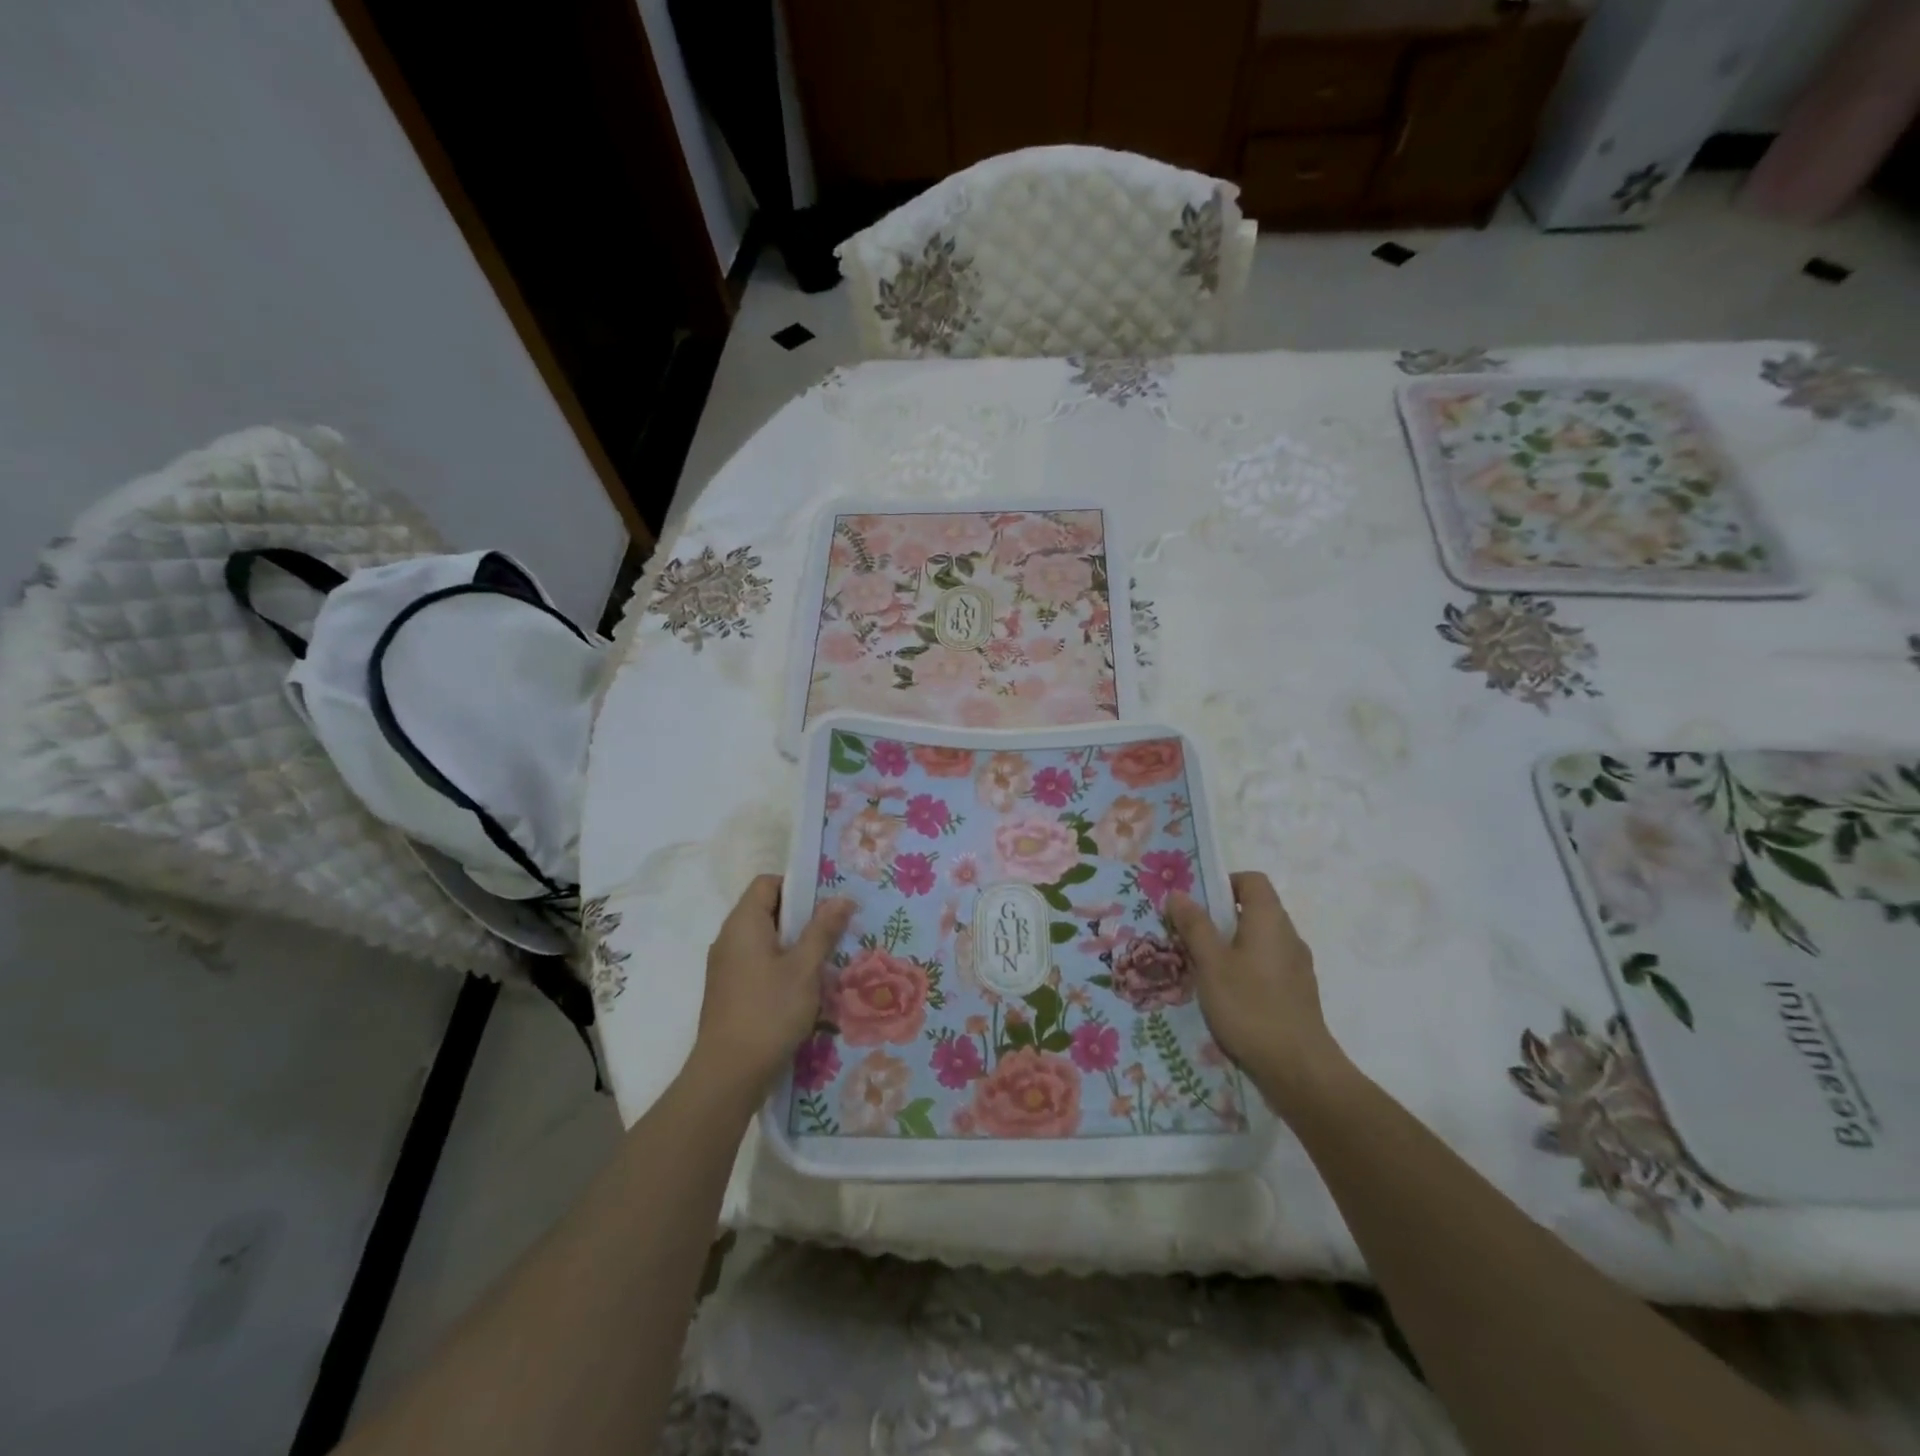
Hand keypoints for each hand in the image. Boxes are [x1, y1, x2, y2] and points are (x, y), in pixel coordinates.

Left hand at [693, 875, 853, 1097]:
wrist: (728, 1074)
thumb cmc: (769, 1011)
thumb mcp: (805, 968)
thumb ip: (823, 930)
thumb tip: (842, 898)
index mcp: (743, 923)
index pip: (767, 882)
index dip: (797, 885)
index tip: (826, 902)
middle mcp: (729, 938)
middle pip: (766, 909)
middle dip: (801, 916)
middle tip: (834, 929)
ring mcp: (726, 966)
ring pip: (764, 939)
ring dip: (794, 943)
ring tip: (825, 957)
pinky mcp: (729, 991)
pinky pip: (757, 962)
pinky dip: (780, 964)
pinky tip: (804, 986)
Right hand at [1165, 872, 1344, 1103]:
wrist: (1299, 1070)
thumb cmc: (1250, 1007)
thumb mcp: (1211, 964)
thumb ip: (1195, 926)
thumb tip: (1179, 894)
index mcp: (1270, 920)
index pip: (1252, 880)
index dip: (1224, 883)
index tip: (1196, 903)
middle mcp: (1288, 936)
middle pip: (1254, 910)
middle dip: (1220, 917)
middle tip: (1188, 935)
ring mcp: (1296, 967)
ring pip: (1259, 940)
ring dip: (1230, 945)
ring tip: (1201, 967)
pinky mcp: (1297, 993)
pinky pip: (1266, 966)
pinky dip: (1245, 969)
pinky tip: (1225, 995)